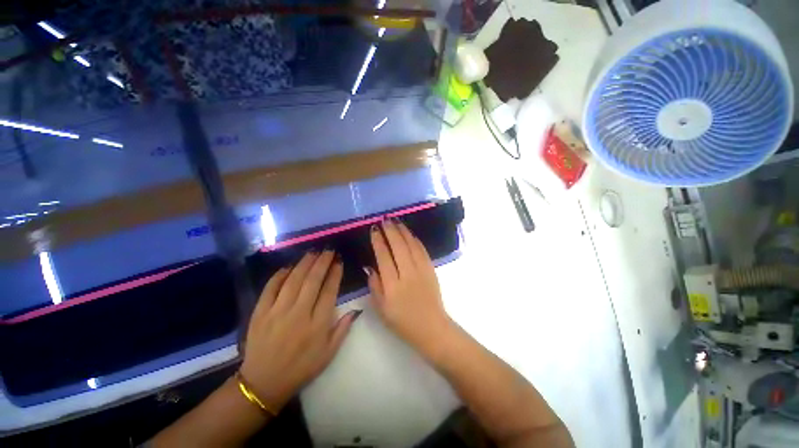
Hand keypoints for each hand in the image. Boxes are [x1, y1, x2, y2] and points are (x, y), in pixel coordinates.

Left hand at [239, 251, 357, 411]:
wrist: (264, 383)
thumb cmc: (301, 368)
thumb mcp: (329, 354)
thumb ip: (343, 329)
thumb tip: (355, 309)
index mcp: (318, 324)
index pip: (329, 291)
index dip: (335, 274)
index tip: (339, 262)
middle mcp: (299, 313)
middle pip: (312, 281)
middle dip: (322, 262)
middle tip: (328, 250)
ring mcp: (277, 312)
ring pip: (293, 280)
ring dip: (304, 264)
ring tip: (313, 252)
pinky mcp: (260, 313)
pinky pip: (270, 288)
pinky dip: (279, 275)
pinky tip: (288, 267)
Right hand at [366, 219, 453, 358]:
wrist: (432, 327)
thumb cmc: (403, 321)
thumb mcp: (381, 309)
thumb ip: (375, 286)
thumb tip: (370, 267)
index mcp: (393, 285)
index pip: (384, 257)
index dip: (378, 241)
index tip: (374, 229)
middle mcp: (407, 274)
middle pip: (398, 247)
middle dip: (391, 231)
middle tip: (385, 219)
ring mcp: (421, 270)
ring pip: (411, 245)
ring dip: (403, 231)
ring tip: (396, 221)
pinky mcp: (431, 270)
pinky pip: (422, 251)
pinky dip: (415, 240)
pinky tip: (410, 234)